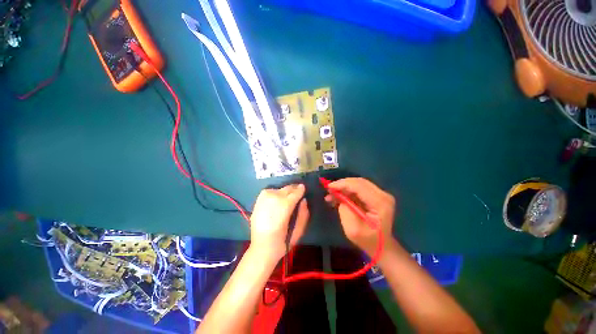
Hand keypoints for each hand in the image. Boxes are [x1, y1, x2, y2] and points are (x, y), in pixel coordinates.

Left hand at [249, 184, 308, 261]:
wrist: (261, 249)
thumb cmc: (282, 242)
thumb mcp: (298, 231)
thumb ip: (303, 215)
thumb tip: (304, 200)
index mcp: (284, 208)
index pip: (294, 193)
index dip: (300, 189)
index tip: (304, 187)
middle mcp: (273, 200)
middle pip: (286, 189)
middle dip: (294, 188)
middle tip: (298, 189)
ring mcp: (263, 200)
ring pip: (278, 189)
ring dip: (285, 191)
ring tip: (289, 195)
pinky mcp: (257, 201)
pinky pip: (269, 191)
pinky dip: (276, 192)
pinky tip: (278, 198)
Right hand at [325, 178, 395, 256]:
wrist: (382, 246)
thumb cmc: (367, 240)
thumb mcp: (352, 229)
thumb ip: (345, 210)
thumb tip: (339, 196)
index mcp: (380, 203)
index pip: (359, 186)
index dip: (342, 184)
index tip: (328, 187)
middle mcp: (383, 195)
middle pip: (359, 182)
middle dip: (342, 184)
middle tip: (329, 190)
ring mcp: (381, 194)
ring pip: (358, 183)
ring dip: (344, 187)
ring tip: (332, 194)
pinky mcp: (377, 195)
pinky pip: (360, 188)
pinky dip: (348, 190)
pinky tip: (339, 196)